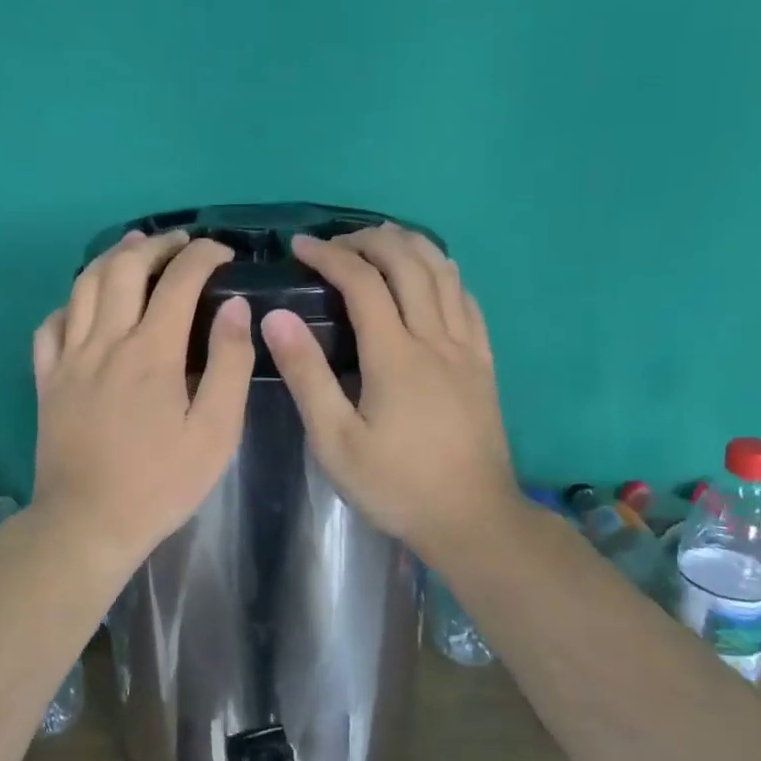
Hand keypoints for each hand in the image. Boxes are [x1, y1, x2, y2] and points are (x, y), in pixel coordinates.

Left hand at [30, 230, 253, 574]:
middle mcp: (106, 342)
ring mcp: (69, 359)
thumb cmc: (160, 483)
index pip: (179, 281)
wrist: (88, 523)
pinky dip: (71, 303)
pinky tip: (85, 305)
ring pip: (84, 286)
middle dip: (157, 245)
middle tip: (181, 242)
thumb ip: (229, 364)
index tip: (222, 252)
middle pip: (125, 268)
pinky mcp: (47, 380)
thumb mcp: (215, 432)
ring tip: (135, 248)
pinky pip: (51, 325)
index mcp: (151, 352)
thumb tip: (235, 307)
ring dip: (112, 258)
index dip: (203, 256)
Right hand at [259, 224, 523, 566]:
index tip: (302, 246)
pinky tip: (431, 277)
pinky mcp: (484, 363)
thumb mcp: (335, 441)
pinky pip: (468, 301)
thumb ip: (306, 375)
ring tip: (381, 242)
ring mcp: (466, 348)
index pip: (362, 283)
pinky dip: (445, 274)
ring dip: (411, 247)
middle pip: (408, 264)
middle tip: (337, 242)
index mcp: (395, 355)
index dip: (330, 256)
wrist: (471, 518)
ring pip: (444, 274)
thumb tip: (276, 317)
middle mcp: (435, 339)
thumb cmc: (396, 484)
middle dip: (370, 241)